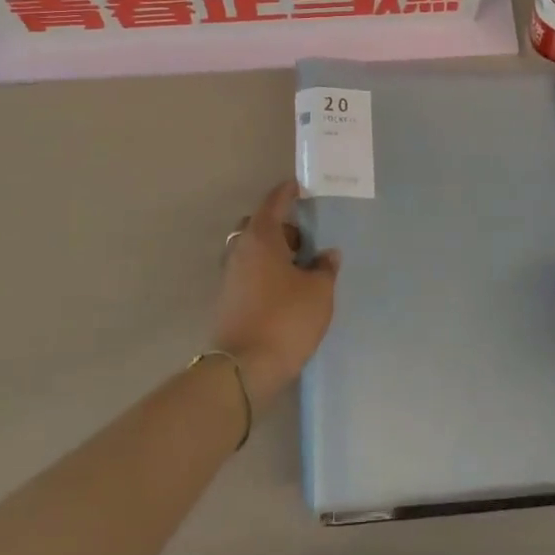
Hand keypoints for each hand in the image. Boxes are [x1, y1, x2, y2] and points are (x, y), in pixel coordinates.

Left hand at [212, 181, 340, 410]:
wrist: (244, 368)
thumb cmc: (285, 319)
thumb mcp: (318, 291)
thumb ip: (325, 268)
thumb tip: (327, 255)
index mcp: (261, 237)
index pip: (274, 203)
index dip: (288, 192)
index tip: (300, 186)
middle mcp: (240, 250)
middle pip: (259, 226)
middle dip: (281, 227)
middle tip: (305, 240)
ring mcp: (230, 275)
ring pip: (252, 251)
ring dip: (273, 252)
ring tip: (301, 268)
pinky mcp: (228, 299)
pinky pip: (249, 272)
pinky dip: (265, 272)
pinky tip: (286, 289)